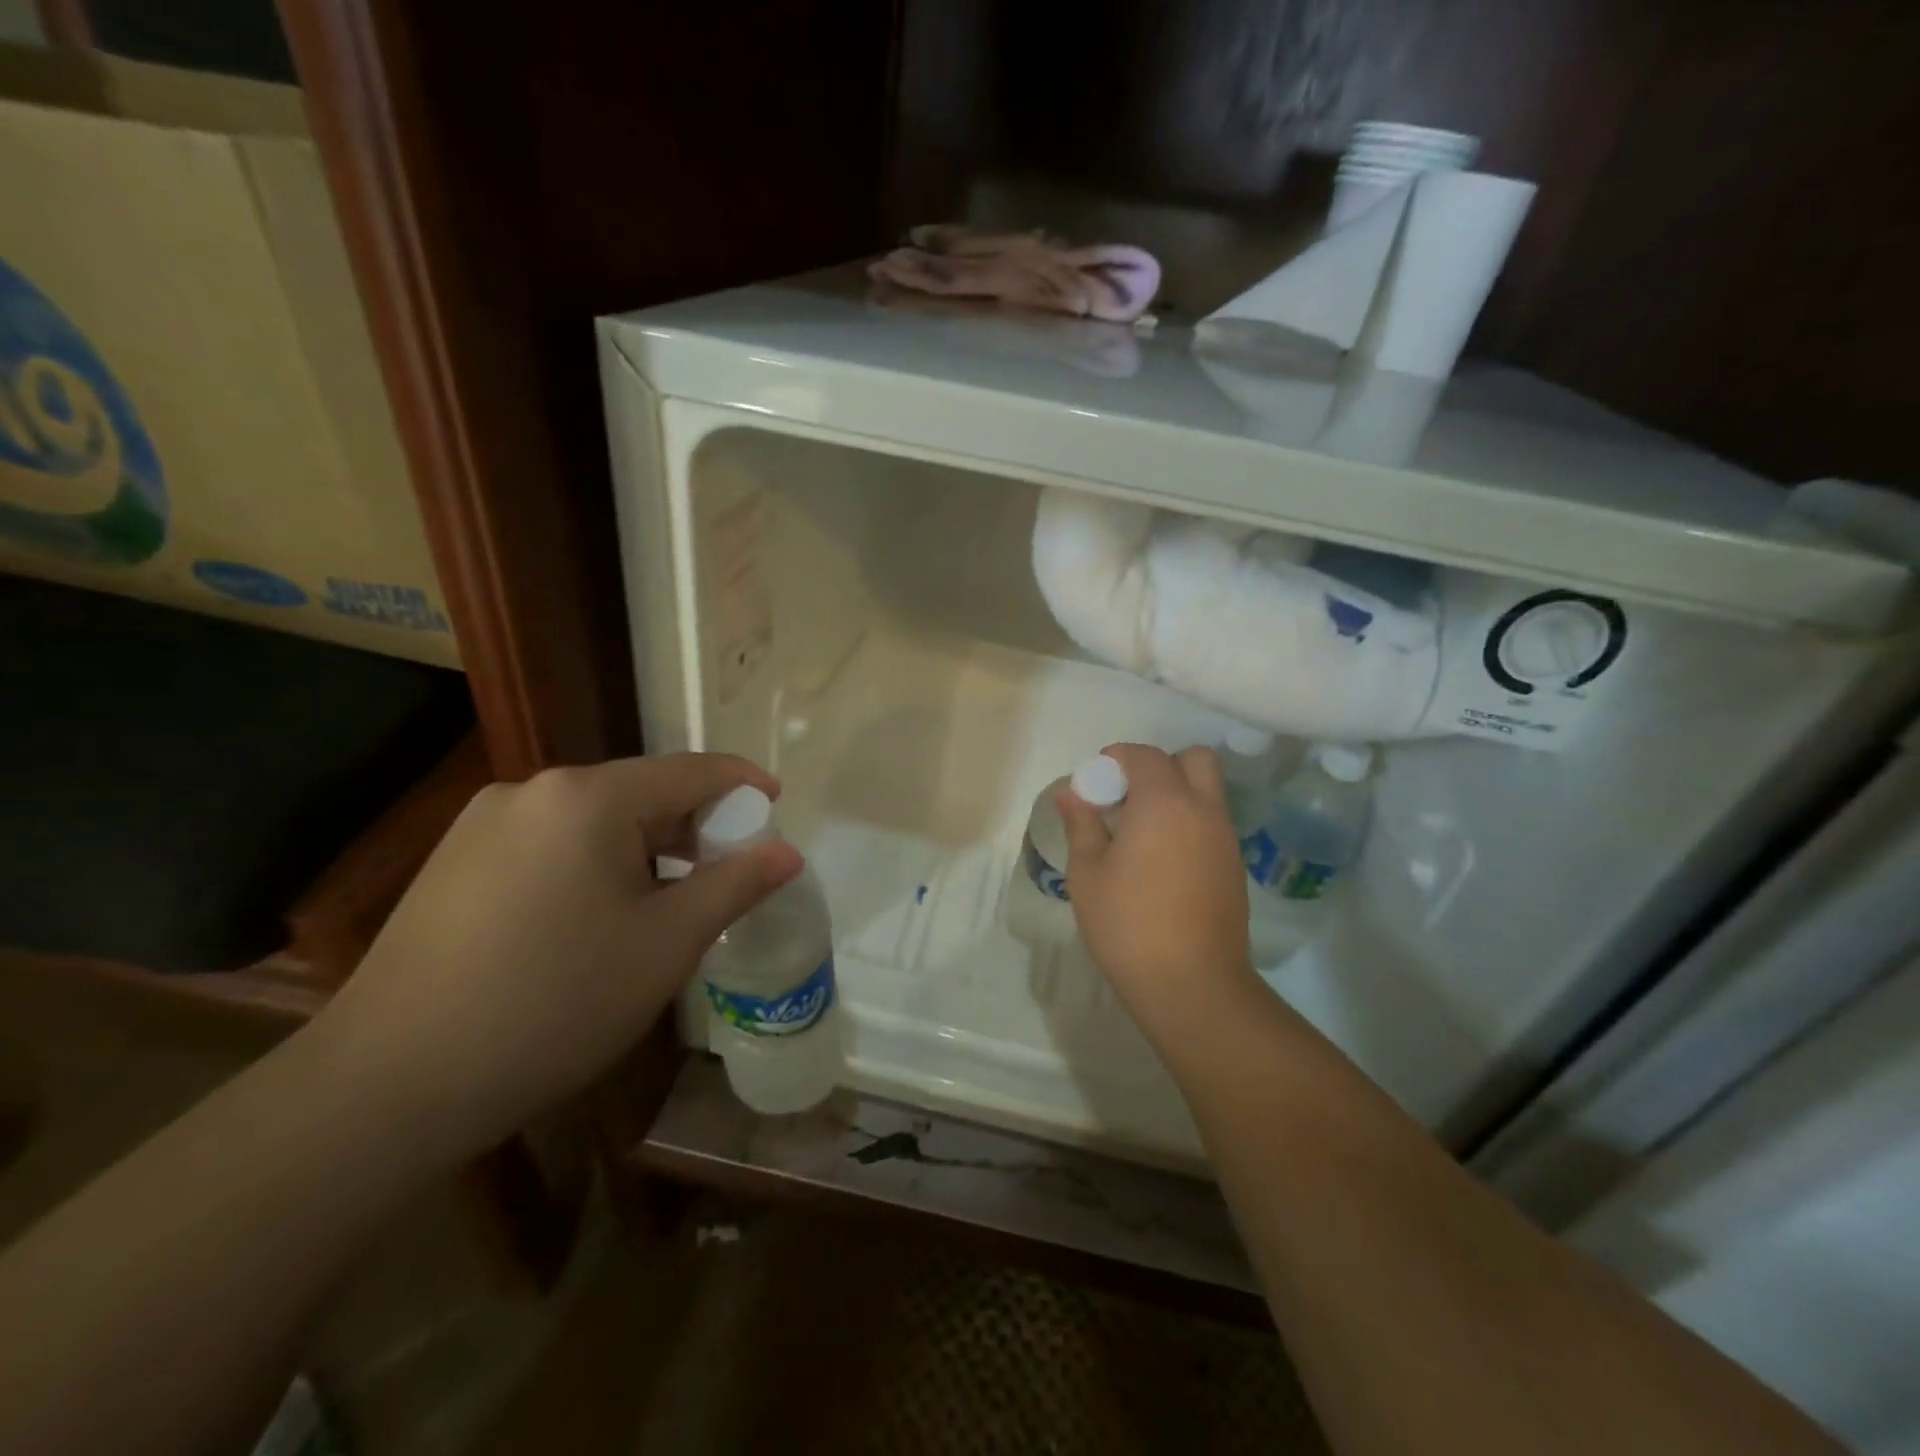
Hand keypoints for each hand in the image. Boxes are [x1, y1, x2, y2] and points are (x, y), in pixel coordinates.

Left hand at [312, 754, 801, 1158]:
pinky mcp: (455, 860)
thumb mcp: (666, 945)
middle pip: (640, 792)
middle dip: (693, 826)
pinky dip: (595, 863)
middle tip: (728, 871)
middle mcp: (532, 790)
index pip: (690, 771)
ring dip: (644, 848)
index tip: (777, 805)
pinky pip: (551, 842)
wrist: (388, 1086)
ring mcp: (484, 823)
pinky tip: (596, 917)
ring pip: (594, 819)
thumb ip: (734, 885)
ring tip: (667, 902)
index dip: (742, 785)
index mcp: (587, 797)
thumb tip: (787, 852)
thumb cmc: (553, 1004)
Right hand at [1059, 744, 1258, 1031]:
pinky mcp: (1235, 866)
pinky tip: (1162, 859)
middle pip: (1194, 759)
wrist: (1192, 984)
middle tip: (1128, 796)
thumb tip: (1070, 793)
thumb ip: (1081, 824)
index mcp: (1164, 803)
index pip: (1146, 755)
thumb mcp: (1088, 873)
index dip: (1118, 757)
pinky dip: (1189, 821)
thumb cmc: (1128, 923)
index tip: (1096, 778)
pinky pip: (1212, 823)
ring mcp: (1225, 839)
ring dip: (1176, 793)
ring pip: (1207, 791)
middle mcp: (1203, 810)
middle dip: (1160, 765)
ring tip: (1140, 831)